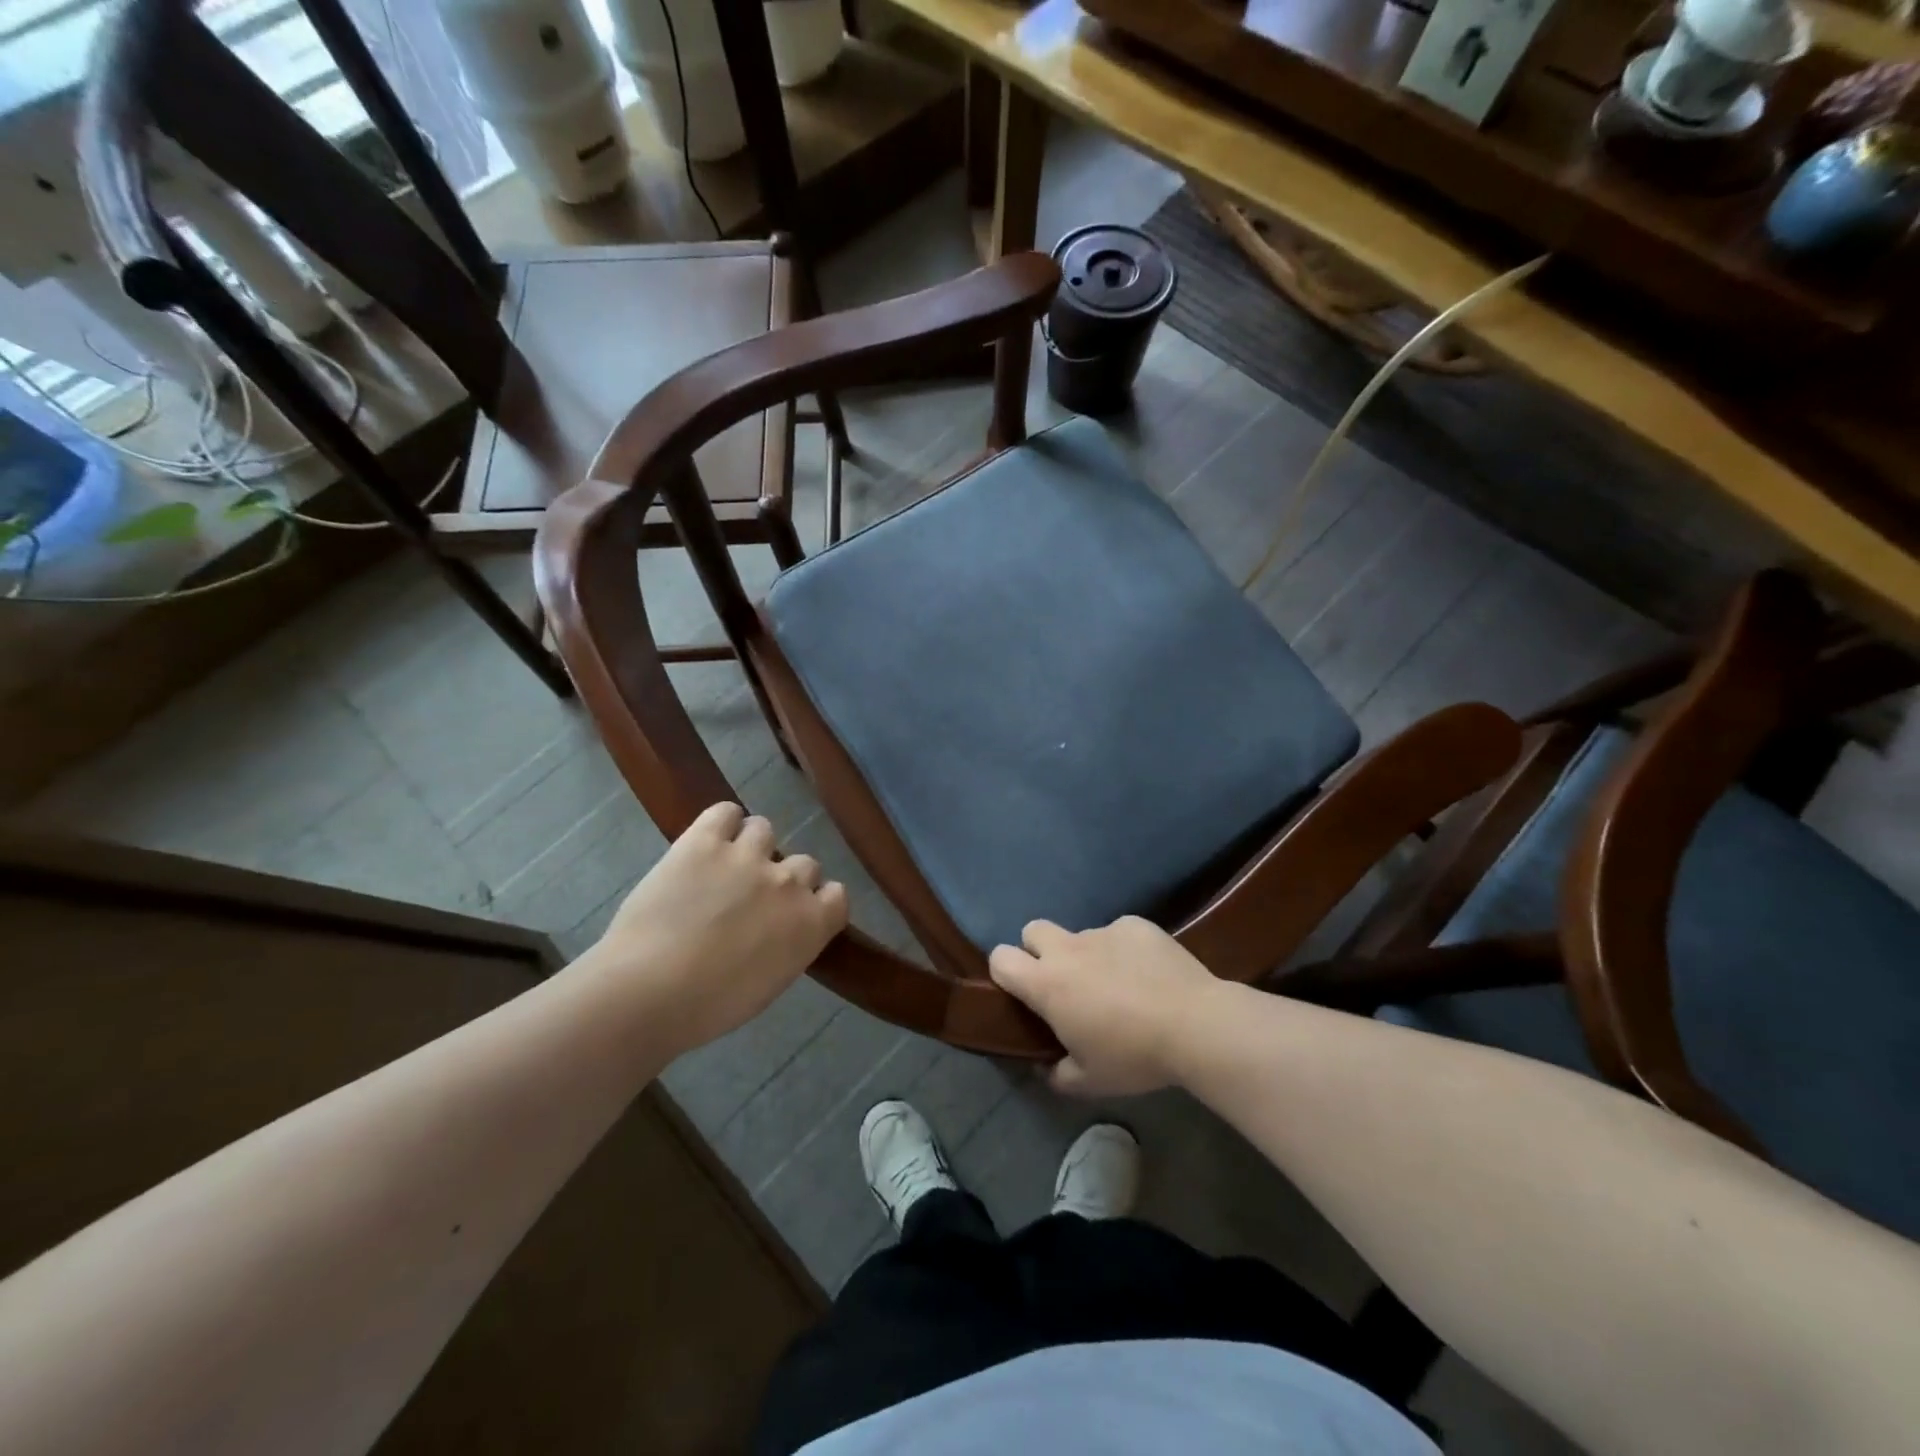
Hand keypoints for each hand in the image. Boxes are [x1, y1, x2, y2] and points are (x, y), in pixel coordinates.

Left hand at [590, 802, 848, 1052]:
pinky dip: (722, 822)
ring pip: (764, 830)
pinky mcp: (705, 842)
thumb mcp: (769, 985)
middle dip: (783, 878)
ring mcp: (748, 856)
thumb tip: (779, 932)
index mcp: (811, 924)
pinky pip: (725, 812)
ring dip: (751, 846)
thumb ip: (787, 947)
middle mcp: (789, 882)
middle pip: (804, 863)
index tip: (796, 912)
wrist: (649, 990)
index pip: (836, 895)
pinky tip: (709, 841)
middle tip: (752, 898)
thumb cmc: (709, 1007)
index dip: (816, 900)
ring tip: (724, 866)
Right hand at [988, 916, 1219, 1095]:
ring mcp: (1103, 932)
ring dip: (1088, 956)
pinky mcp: (1135, 924)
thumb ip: (1056, 1074)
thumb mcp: (1089, 1081)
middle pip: (1033, 930)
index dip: (1004, 972)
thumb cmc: (1134, 1056)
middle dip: (1039, 951)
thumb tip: (1045, 1066)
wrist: (1195, 1025)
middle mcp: (1067, 950)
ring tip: (1120, 985)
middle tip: (1065, 983)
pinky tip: (1148, 974)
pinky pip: (1118, 934)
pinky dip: (1125, 951)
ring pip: (1081, 936)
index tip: (1023, 993)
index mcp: (1047, 984)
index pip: (1001, 958)